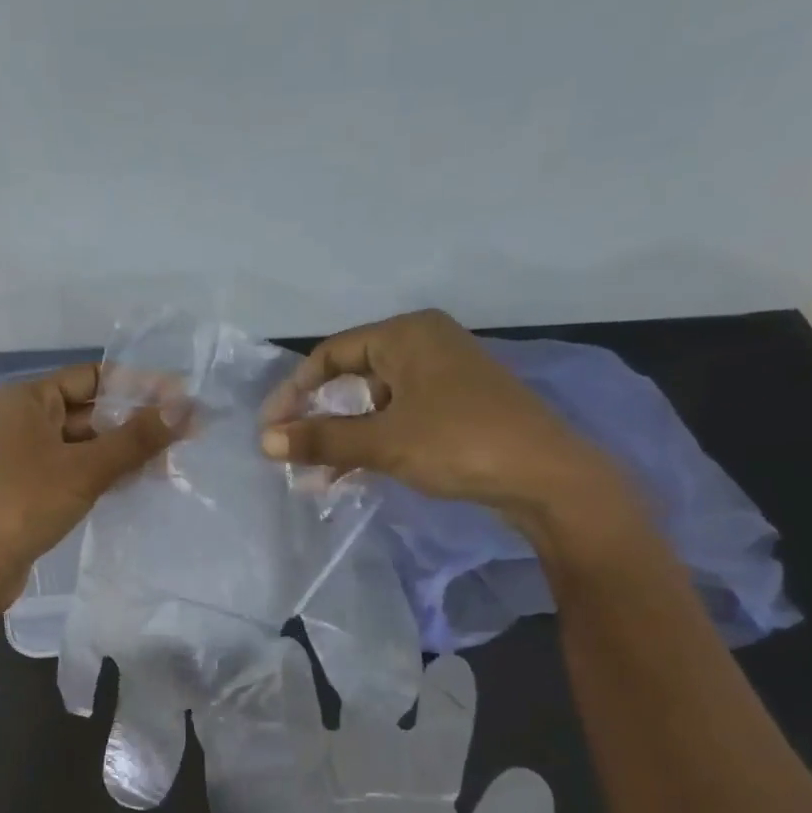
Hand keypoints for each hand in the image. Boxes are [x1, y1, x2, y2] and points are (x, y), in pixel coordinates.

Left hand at [0, 362, 183, 613]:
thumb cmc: (24, 504)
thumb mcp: (85, 469)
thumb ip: (136, 438)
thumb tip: (187, 407)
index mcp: (29, 398)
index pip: (94, 377)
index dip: (139, 386)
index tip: (182, 400)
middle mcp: (26, 420)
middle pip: (92, 411)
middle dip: (136, 424)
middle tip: (187, 437)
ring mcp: (28, 456)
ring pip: (87, 444)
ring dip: (125, 452)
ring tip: (172, 464)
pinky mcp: (34, 488)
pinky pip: (78, 470)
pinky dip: (107, 474)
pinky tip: (140, 484)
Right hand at [259, 310, 631, 539]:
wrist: (547, 477)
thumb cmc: (459, 443)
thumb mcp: (383, 441)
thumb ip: (321, 439)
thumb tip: (264, 441)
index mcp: (406, 335)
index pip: (330, 354)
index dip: (294, 391)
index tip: (270, 428)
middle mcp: (423, 346)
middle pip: (350, 377)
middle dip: (317, 418)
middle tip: (289, 452)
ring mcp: (441, 378)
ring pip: (373, 404)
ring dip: (341, 438)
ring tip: (313, 477)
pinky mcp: (454, 408)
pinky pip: (396, 419)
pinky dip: (370, 443)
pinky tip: (349, 476)